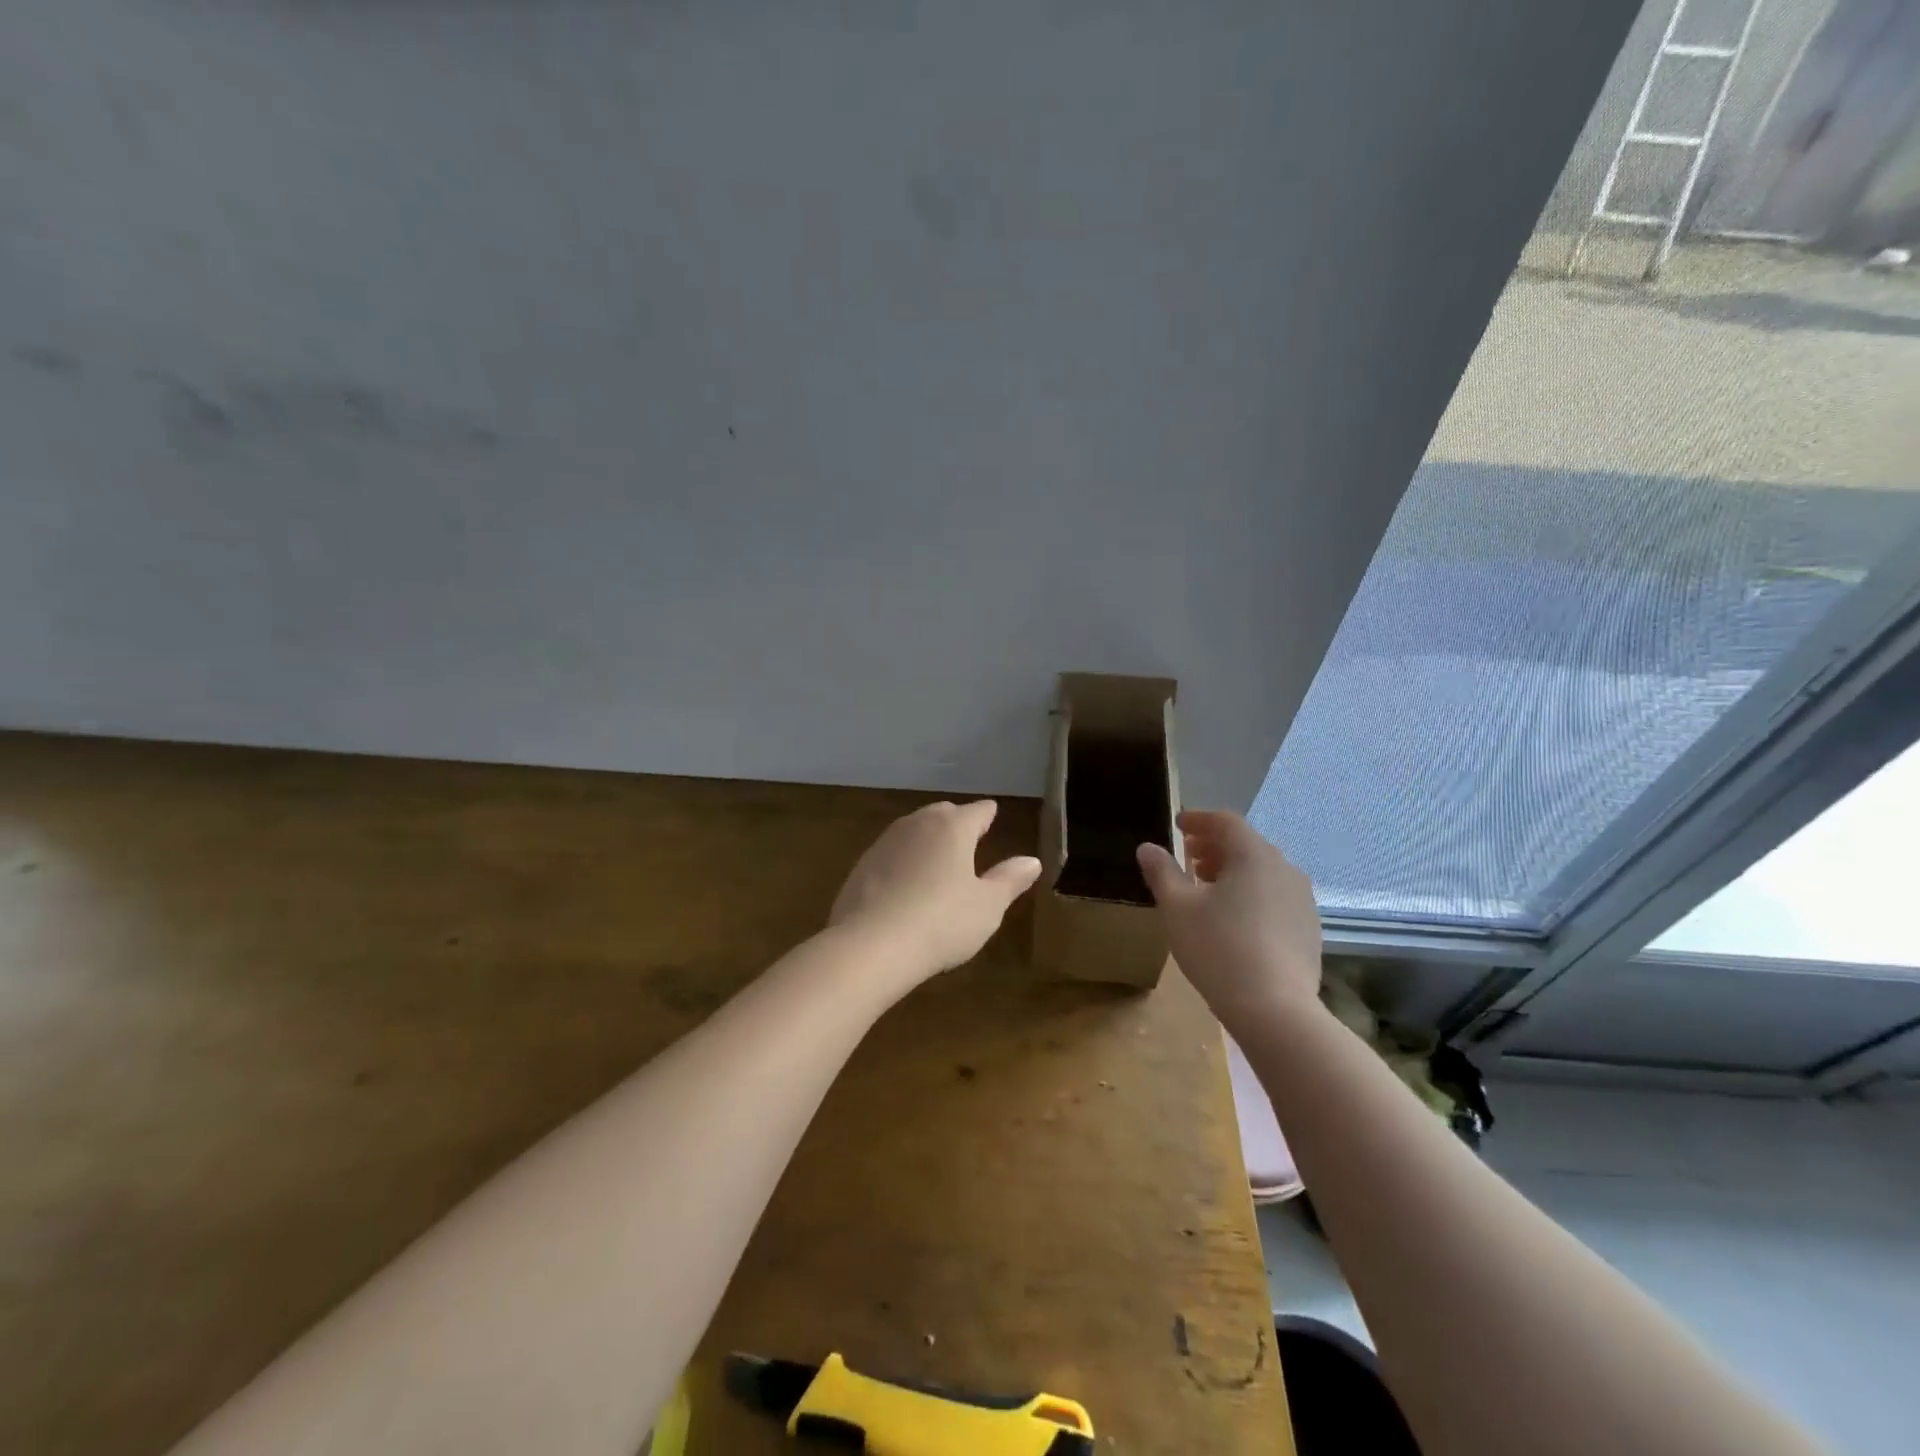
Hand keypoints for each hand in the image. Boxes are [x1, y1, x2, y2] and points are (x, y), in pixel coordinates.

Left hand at [830, 800, 1042, 985]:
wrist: (871, 944)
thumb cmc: (942, 922)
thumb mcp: (987, 906)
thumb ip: (1009, 879)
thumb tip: (1031, 861)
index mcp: (953, 827)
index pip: (978, 811)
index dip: (988, 814)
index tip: (993, 815)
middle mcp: (918, 824)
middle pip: (942, 813)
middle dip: (956, 822)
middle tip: (968, 837)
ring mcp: (885, 842)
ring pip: (913, 830)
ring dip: (927, 840)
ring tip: (938, 859)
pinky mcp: (862, 865)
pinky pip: (892, 854)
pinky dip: (904, 861)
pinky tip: (906, 884)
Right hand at [1136, 810, 1321, 1036]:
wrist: (1276, 1010)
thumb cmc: (1218, 949)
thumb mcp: (1177, 909)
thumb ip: (1161, 872)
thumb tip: (1148, 847)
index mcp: (1253, 855)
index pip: (1225, 821)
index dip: (1199, 819)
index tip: (1178, 826)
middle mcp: (1284, 868)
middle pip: (1246, 845)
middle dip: (1215, 847)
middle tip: (1188, 859)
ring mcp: (1302, 900)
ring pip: (1263, 872)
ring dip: (1233, 871)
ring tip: (1208, 890)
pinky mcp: (1309, 929)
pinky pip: (1275, 897)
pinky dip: (1252, 894)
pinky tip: (1234, 921)